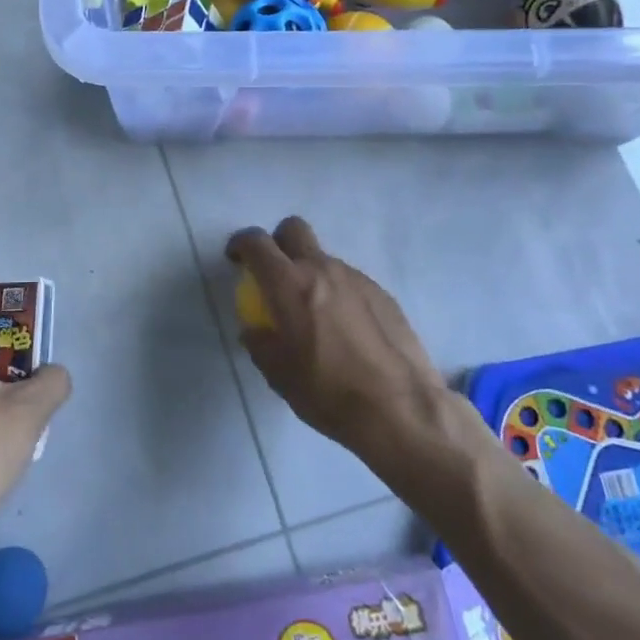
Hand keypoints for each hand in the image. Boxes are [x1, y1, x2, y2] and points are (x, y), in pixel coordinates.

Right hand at [227, 218, 484, 486]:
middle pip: (294, 229)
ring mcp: (356, 278)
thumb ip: (260, 343)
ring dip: (311, 274)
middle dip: (278, 242)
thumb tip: (255, 329)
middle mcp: (322, 269)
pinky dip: (339, 294)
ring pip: (324, 259)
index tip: (236, 259)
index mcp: (289, 284)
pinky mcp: (382, 294)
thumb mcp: (278, 375)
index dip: (241, 244)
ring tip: (315, 315)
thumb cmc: (328, 392)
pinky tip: (347, 331)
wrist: (402, 410)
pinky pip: (350, 282)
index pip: (256, 243)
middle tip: (274, 274)